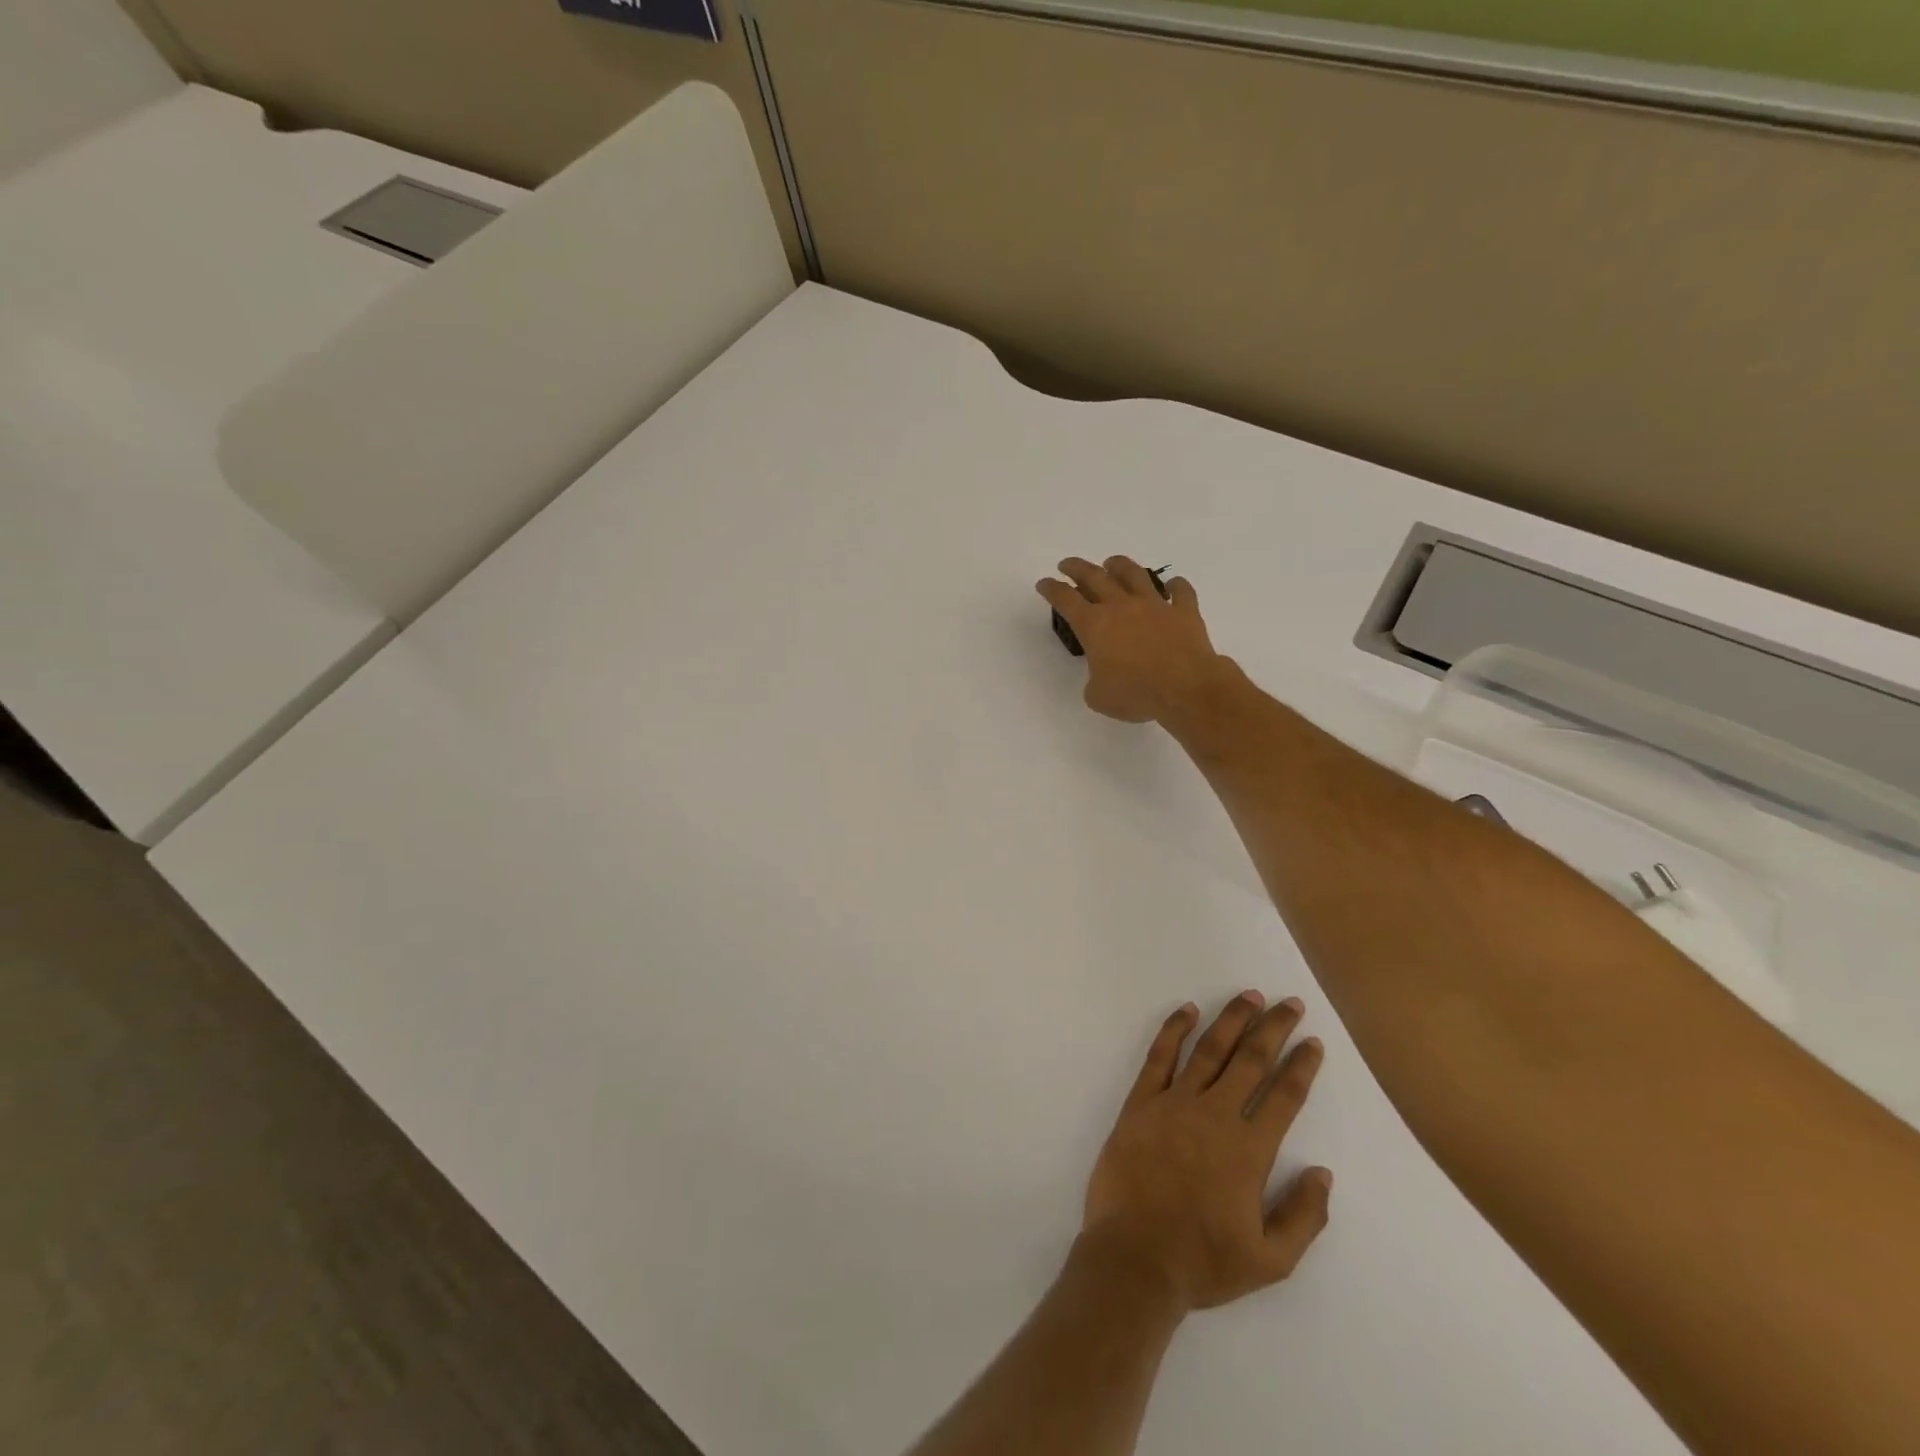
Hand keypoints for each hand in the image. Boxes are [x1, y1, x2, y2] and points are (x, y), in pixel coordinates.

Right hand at [1036, 557, 1227, 722]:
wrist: (1185, 688)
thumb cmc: (1136, 694)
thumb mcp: (1098, 697)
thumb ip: (1094, 681)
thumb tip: (1102, 676)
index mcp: (1094, 626)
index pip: (1066, 600)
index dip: (1052, 589)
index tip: (1044, 583)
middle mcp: (1122, 607)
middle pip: (1094, 577)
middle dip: (1077, 568)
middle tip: (1067, 564)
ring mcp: (1154, 605)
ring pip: (1134, 574)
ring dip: (1119, 565)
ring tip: (1112, 562)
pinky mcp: (1184, 612)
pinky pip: (1180, 592)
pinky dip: (1176, 586)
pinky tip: (1174, 585)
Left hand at [1081, 993, 1331, 1313]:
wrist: (1135, 1257)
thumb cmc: (1203, 1261)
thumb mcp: (1271, 1260)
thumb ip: (1304, 1216)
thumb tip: (1322, 1173)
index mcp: (1249, 1150)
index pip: (1285, 1096)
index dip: (1301, 1066)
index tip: (1313, 1041)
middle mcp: (1215, 1115)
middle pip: (1251, 1060)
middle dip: (1274, 1028)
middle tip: (1289, 1003)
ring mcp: (1174, 1103)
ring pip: (1209, 1049)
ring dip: (1232, 1020)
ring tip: (1249, 996)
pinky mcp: (1141, 1102)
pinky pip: (1159, 1056)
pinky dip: (1174, 1029)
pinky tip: (1187, 1010)